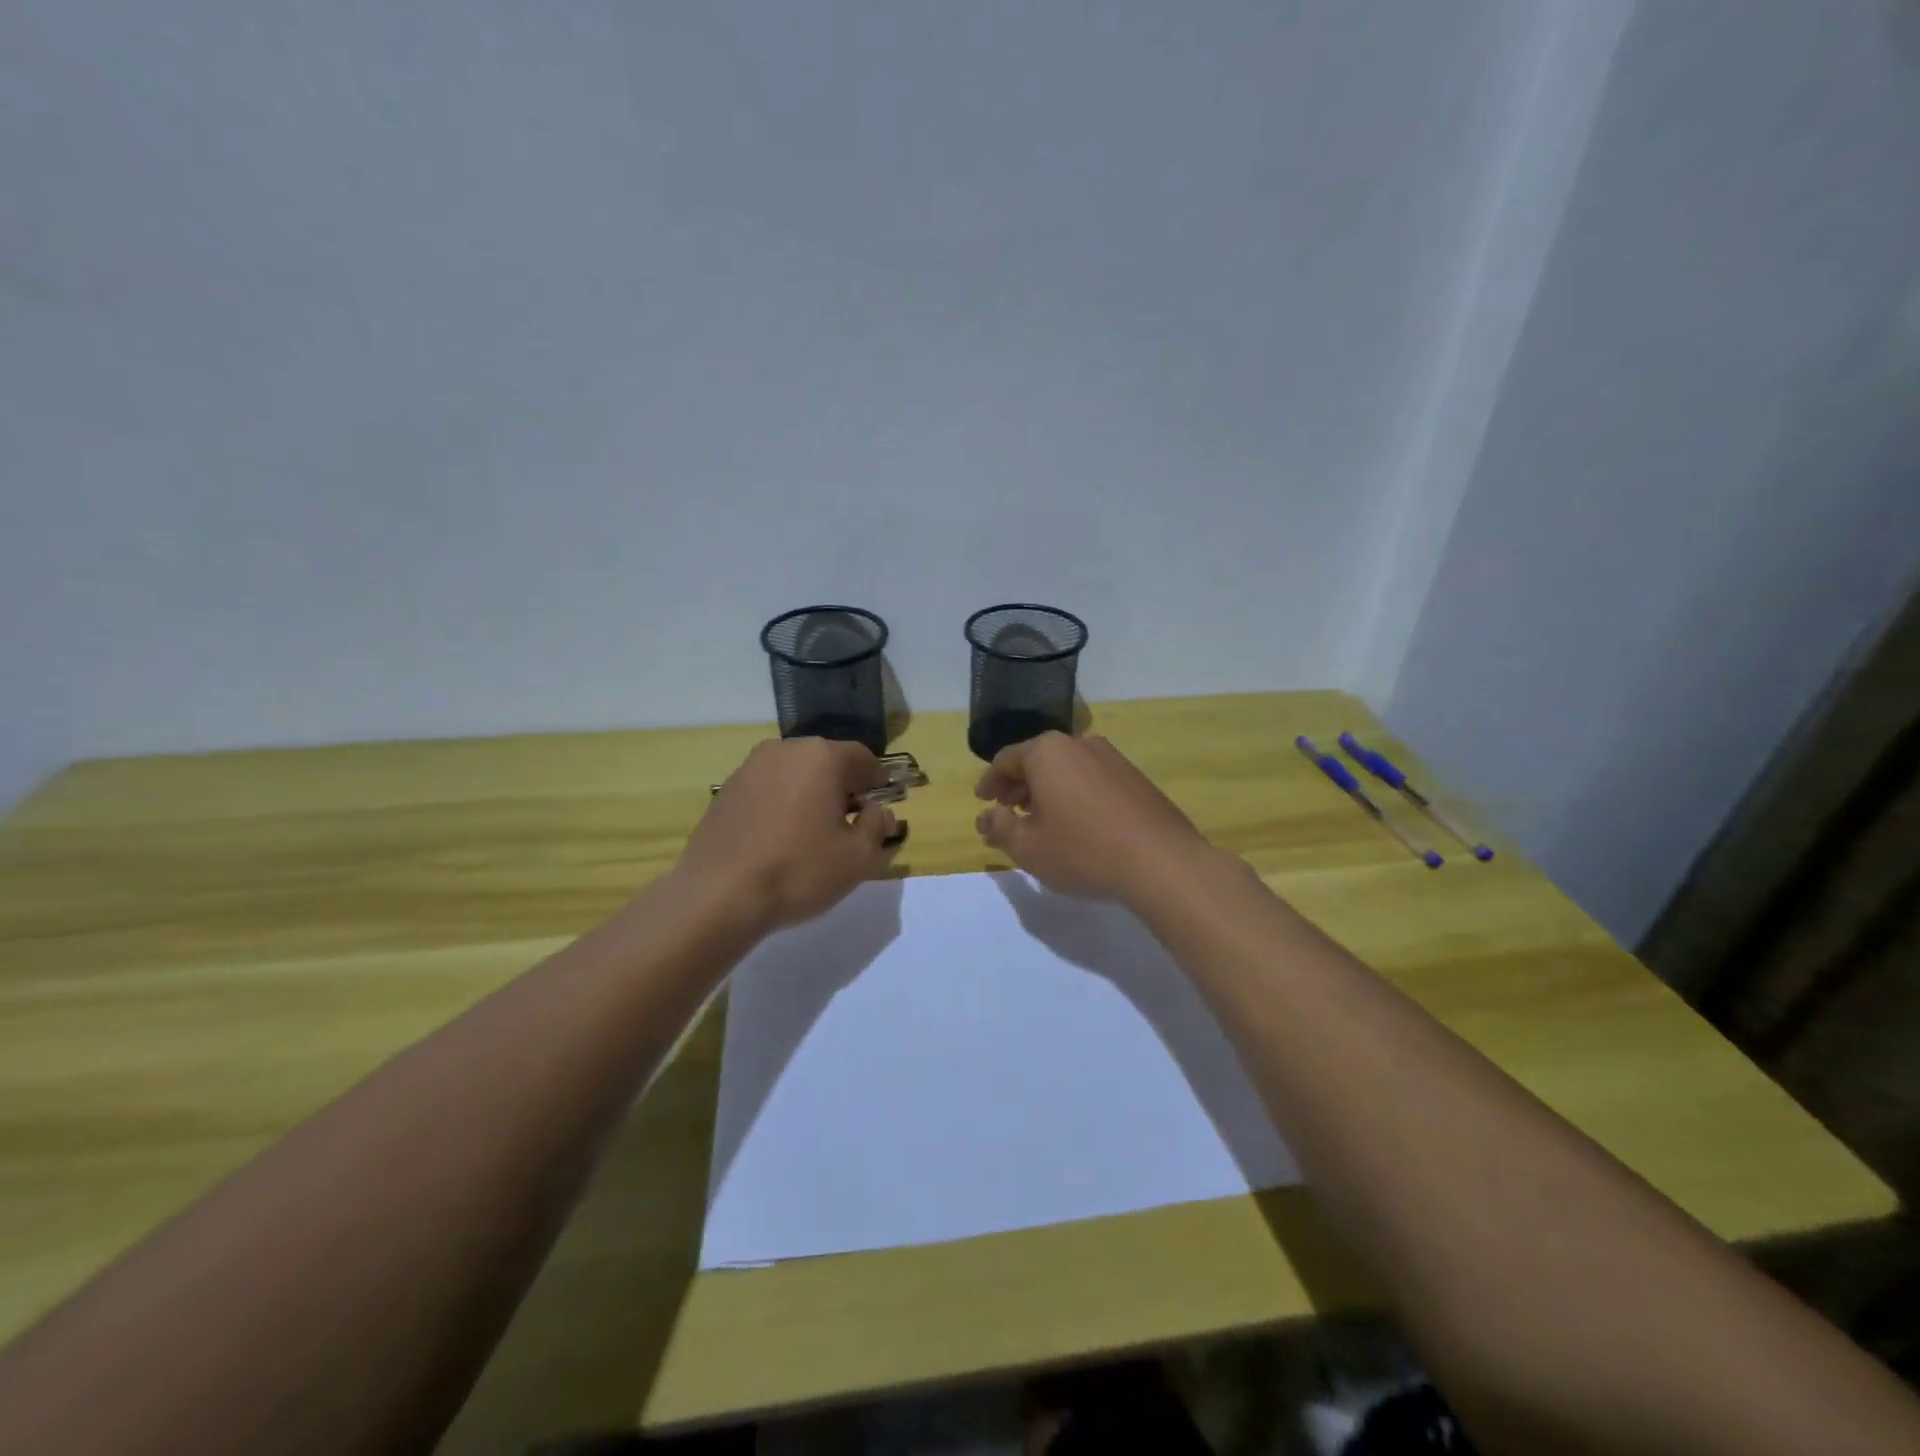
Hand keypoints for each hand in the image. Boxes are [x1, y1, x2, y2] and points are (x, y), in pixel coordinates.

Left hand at [678, 738, 898, 934]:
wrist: (718, 895)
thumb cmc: (799, 870)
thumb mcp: (857, 857)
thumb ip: (877, 826)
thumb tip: (880, 811)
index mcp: (821, 756)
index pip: (862, 757)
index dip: (876, 780)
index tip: (880, 805)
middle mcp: (784, 750)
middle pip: (825, 760)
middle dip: (842, 785)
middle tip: (849, 821)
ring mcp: (749, 768)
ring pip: (794, 773)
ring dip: (809, 793)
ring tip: (812, 832)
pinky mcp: (725, 790)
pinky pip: (767, 789)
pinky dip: (781, 804)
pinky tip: (779, 838)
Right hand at [974, 733, 1215, 903]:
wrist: (1161, 862)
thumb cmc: (1083, 851)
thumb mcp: (1028, 847)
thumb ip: (999, 828)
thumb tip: (986, 816)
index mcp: (1047, 752)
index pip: (1006, 760)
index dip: (989, 782)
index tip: (982, 802)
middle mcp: (1079, 744)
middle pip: (1037, 760)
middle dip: (1018, 787)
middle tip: (1007, 812)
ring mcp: (1112, 758)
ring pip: (1066, 769)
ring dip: (1047, 791)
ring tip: (1041, 822)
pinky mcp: (1135, 777)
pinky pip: (1091, 779)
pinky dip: (1074, 795)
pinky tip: (1077, 824)